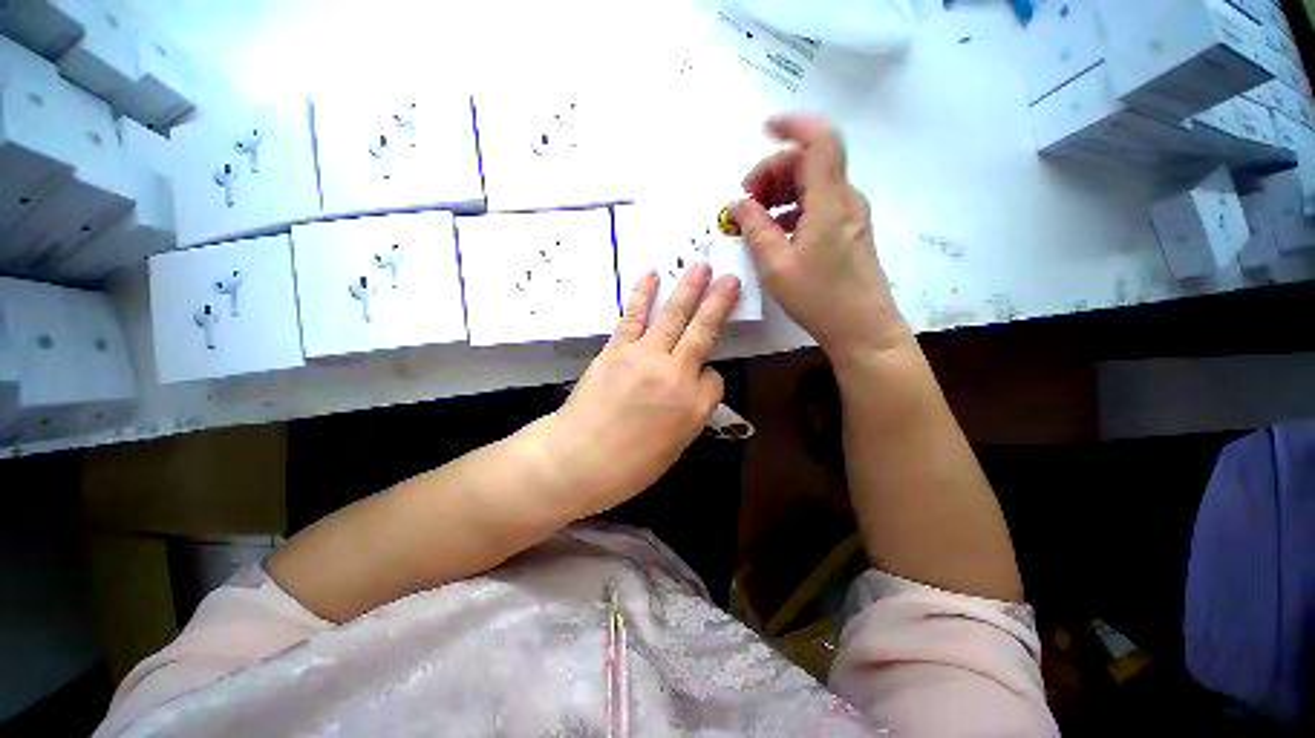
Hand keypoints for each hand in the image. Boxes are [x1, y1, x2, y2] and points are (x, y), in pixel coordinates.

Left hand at [537, 264, 740, 517]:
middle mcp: (678, 375)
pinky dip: (643, 294)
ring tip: (701, 266)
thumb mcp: (675, 447)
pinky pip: (635, 317)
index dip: (709, 380)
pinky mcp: (618, 349)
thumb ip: (690, 412)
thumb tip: (692, 389)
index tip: (699, 385)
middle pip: (703, 332)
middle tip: (731, 278)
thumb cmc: (629, 466)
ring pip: (674, 316)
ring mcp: (646, 357)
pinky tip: (652, 275)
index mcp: (697, 405)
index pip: (715, 379)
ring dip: (689, 289)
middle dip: (719, 303)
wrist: (578, 460)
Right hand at [731, 115, 909, 361]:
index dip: (792, 125)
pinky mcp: (849, 230)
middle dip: (772, 172)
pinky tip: (775, 232)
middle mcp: (845, 198)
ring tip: (755, 219)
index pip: (819, 140)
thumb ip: (754, 229)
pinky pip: (818, 204)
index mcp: (829, 201)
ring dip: (780, 191)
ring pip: (813, 183)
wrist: (862, 328)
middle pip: (809, 162)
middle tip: (745, 201)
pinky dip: (793, 208)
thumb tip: (737, 204)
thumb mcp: (776, 265)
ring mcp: (849, 214)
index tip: (763, 129)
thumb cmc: (818, 298)